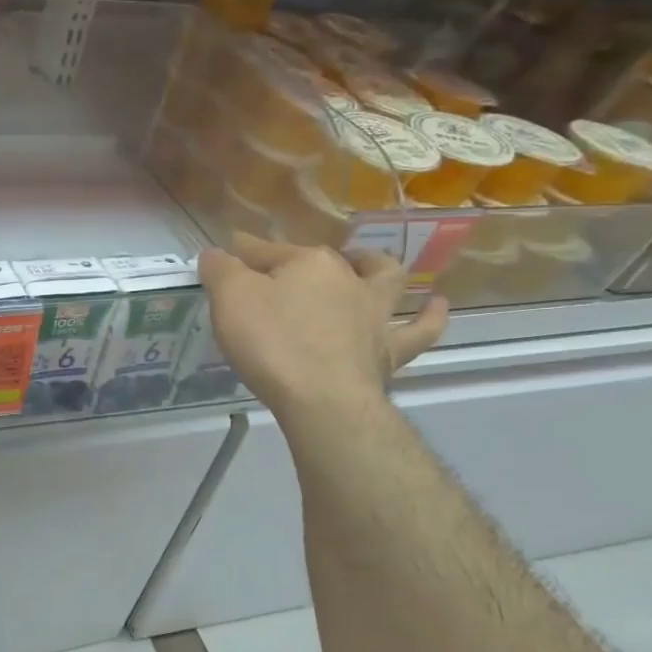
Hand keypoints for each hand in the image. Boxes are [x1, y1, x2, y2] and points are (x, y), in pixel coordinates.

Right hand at [200, 233, 447, 416]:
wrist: (323, 401)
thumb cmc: (272, 344)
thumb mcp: (230, 300)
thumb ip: (221, 270)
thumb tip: (217, 253)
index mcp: (306, 262)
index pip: (263, 250)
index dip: (240, 253)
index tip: (223, 258)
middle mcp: (346, 278)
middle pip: (317, 260)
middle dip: (296, 261)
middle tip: (275, 275)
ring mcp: (374, 314)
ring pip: (382, 278)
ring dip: (373, 267)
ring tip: (365, 265)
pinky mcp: (390, 350)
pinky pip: (419, 328)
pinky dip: (428, 314)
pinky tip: (433, 305)